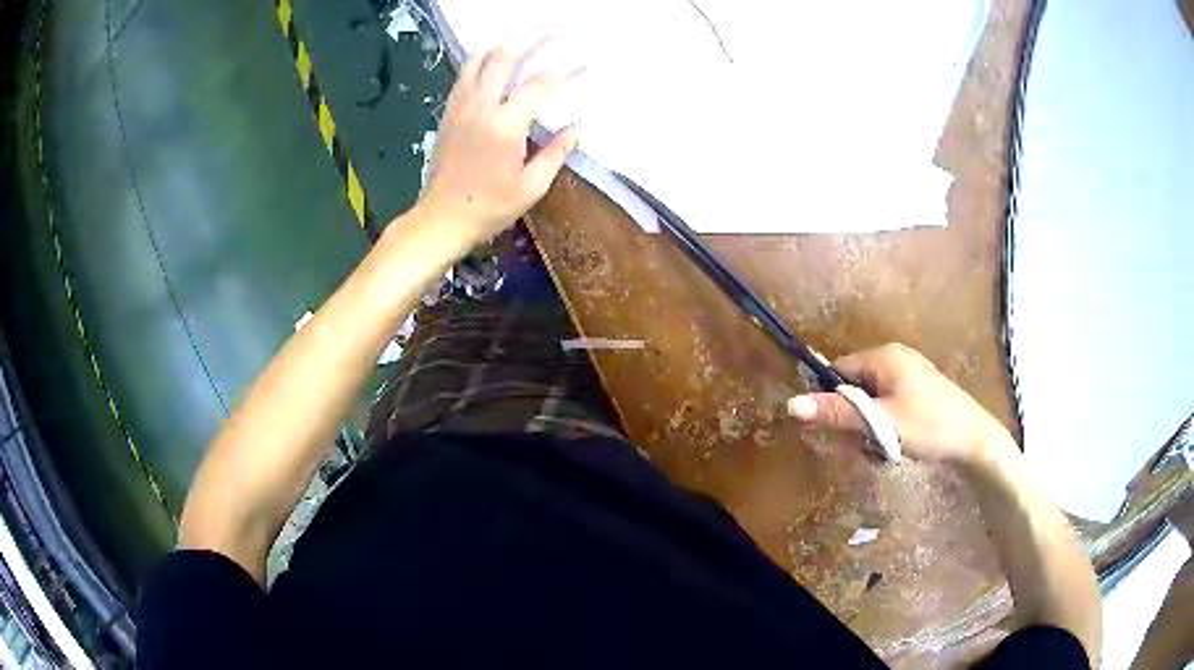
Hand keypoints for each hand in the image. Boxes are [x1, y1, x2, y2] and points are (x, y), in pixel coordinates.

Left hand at [415, 37, 579, 245]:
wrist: (441, 218)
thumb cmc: (489, 208)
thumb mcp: (531, 188)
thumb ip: (555, 153)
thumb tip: (576, 128)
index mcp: (505, 127)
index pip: (540, 86)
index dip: (565, 69)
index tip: (583, 61)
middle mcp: (481, 108)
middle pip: (506, 60)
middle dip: (532, 40)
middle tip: (553, 30)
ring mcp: (461, 107)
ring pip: (479, 61)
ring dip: (502, 40)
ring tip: (519, 28)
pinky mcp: (449, 112)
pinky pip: (463, 74)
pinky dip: (478, 57)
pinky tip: (488, 49)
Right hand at [786, 343, 1010, 464]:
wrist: (974, 440)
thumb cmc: (928, 426)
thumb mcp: (880, 424)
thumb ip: (837, 413)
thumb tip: (791, 403)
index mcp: (883, 356)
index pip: (838, 371)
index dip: (831, 401)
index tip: (839, 430)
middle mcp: (894, 357)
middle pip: (854, 388)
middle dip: (855, 420)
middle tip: (867, 445)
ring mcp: (908, 373)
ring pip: (871, 401)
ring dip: (871, 428)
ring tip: (886, 449)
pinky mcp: (918, 390)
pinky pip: (887, 405)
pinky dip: (886, 427)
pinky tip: (898, 445)